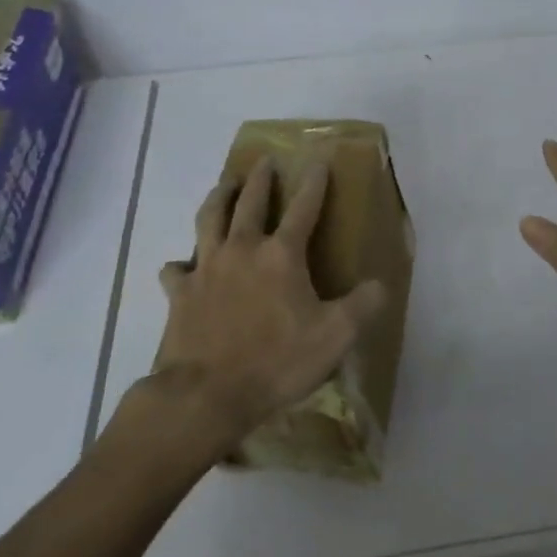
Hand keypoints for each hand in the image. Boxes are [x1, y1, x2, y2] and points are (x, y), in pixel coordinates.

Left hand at [149, 157, 384, 446]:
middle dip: (260, 179)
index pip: (303, 208)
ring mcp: (206, 269)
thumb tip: (381, 284)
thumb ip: (363, 306)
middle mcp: (242, 250)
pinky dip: (179, 263)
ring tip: (223, 185)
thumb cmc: (277, 362)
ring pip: (209, 219)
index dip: (314, 184)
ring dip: (218, 198)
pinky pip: (175, 269)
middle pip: (250, 202)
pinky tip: (180, 265)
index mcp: (281, 255)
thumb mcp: (335, 337)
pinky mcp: (180, 293)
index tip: (318, 162)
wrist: (207, 394)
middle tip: (264, 162)